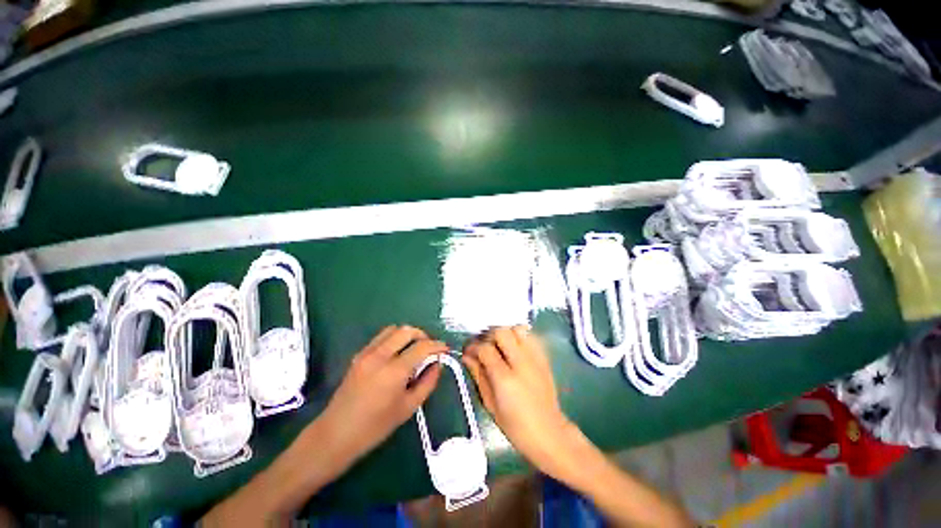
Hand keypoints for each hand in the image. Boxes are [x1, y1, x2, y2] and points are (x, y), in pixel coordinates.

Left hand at [318, 326, 444, 468]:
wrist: (335, 435)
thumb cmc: (375, 427)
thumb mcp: (408, 408)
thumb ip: (428, 382)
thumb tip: (437, 364)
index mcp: (394, 371)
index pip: (422, 347)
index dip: (437, 345)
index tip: (445, 349)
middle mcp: (380, 355)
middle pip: (407, 330)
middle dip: (423, 335)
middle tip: (429, 348)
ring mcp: (366, 353)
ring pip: (393, 329)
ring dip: (408, 335)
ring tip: (414, 349)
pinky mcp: (358, 355)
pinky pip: (381, 337)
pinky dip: (394, 339)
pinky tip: (397, 354)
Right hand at [462, 326, 582, 478]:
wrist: (549, 432)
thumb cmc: (515, 425)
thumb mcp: (490, 404)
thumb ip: (478, 376)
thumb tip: (466, 356)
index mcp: (505, 379)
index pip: (485, 349)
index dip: (473, 347)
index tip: (468, 351)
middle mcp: (521, 363)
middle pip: (502, 332)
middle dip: (489, 336)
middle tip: (485, 347)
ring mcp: (535, 358)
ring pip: (517, 329)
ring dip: (506, 334)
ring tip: (501, 346)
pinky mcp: (544, 358)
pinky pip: (530, 336)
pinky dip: (520, 337)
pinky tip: (515, 349)